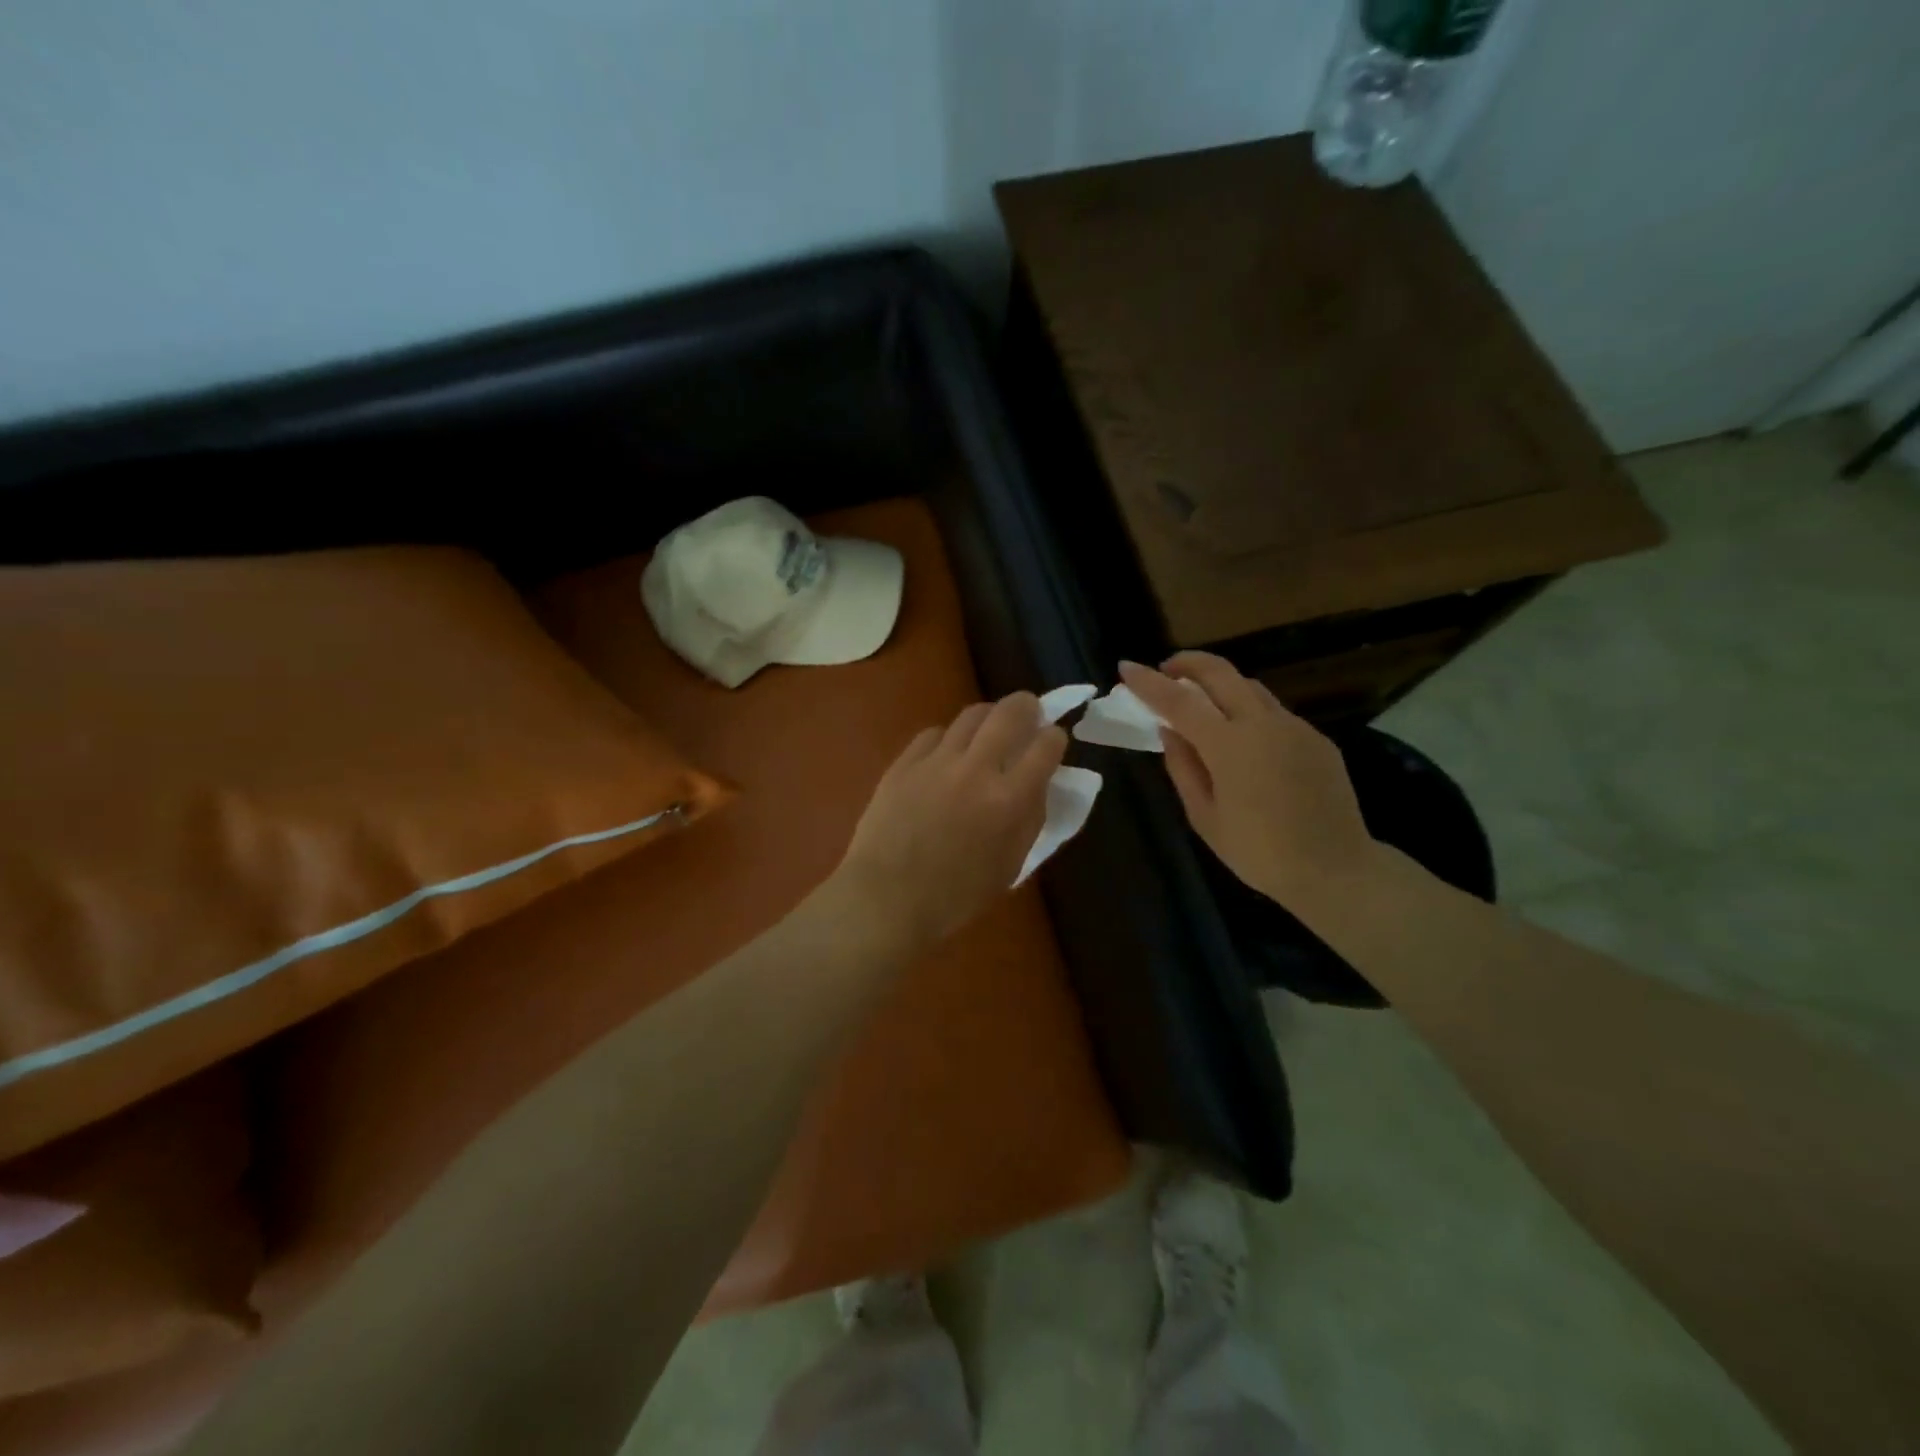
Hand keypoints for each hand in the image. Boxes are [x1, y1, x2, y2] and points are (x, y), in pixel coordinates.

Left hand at [828, 692, 1066, 954]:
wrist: (886, 899)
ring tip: (989, 729)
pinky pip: (934, 734)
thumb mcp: (1010, 866)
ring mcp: (936, 761)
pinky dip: (949, 738)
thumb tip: (1038, 785)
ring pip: (971, 715)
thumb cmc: (955, 897)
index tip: (1053, 740)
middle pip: (1010, 713)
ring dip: (989, 717)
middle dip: (1027, 707)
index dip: (1055, 738)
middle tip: (1029, 713)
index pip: (1046, 746)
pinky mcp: (905, 762)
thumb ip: (1029, 820)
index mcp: (1009, 800)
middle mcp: (976, 769)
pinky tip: (948, 753)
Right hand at [1120, 653, 1381, 922]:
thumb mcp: (1204, 817)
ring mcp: (1294, 727)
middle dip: (1188, 662)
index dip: (1148, 682)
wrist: (1336, 869)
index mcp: (1229, 745)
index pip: (1178, 701)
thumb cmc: (1259, 852)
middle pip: (1221, 672)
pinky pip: (1274, 713)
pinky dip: (1248, 712)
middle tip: (1166, 670)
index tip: (1126, 667)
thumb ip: (1183, 767)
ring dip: (1220, 683)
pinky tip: (1243, 739)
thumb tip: (1169, 731)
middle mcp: (1263, 723)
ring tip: (1201, 702)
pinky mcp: (1316, 738)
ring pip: (1250, 687)